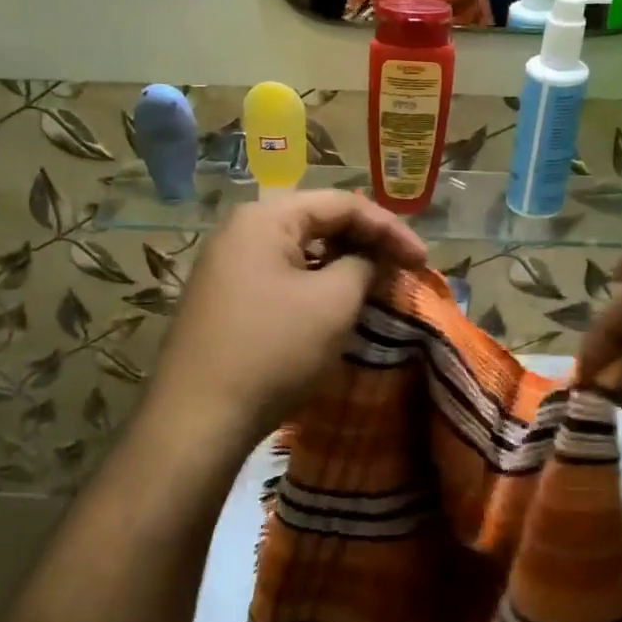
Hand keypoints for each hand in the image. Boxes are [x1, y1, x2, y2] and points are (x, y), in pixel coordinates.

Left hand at [149, 191, 427, 457]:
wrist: (197, 418)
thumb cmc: (273, 349)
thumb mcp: (334, 302)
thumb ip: (364, 266)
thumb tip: (372, 259)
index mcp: (265, 217)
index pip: (342, 204)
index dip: (390, 228)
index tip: (423, 261)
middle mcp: (240, 230)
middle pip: (317, 221)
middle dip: (365, 243)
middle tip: (401, 269)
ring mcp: (226, 265)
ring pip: (299, 251)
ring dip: (340, 264)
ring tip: (374, 285)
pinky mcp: (223, 298)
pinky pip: (279, 276)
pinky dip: (313, 284)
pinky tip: (333, 306)